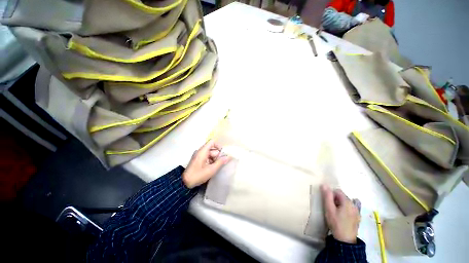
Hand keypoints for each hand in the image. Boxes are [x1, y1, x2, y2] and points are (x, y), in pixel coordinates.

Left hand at [182, 140, 230, 188]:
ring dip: (215, 159)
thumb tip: (229, 156)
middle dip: (218, 155)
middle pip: (212, 149)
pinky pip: (206, 158)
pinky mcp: (197, 161)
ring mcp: (198, 156)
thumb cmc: (198, 175)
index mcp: (202, 151)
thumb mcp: (211, 169)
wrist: (186, 181)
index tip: (223, 154)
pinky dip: (211, 162)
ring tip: (217, 168)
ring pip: (210, 154)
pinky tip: (213, 169)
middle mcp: (200, 151)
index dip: (219, 146)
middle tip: (222, 164)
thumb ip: (220, 162)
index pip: (212, 142)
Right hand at [321, 184, 359, 243]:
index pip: (337, 191)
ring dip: (342, 206)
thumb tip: (324, 184)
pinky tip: (344, 218)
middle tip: (330, 211)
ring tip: (336, 216)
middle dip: (336, 201)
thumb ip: (327, 198)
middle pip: (343, 197)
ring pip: (348, 204)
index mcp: (347, 200)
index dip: (331, 195)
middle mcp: (353, 203)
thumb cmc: (336, 224)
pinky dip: (347, 211)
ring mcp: (357, 210)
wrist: (345, 239)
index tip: (326, 204)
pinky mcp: (358, 217)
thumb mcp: (329, 211)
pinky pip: (352, 210)